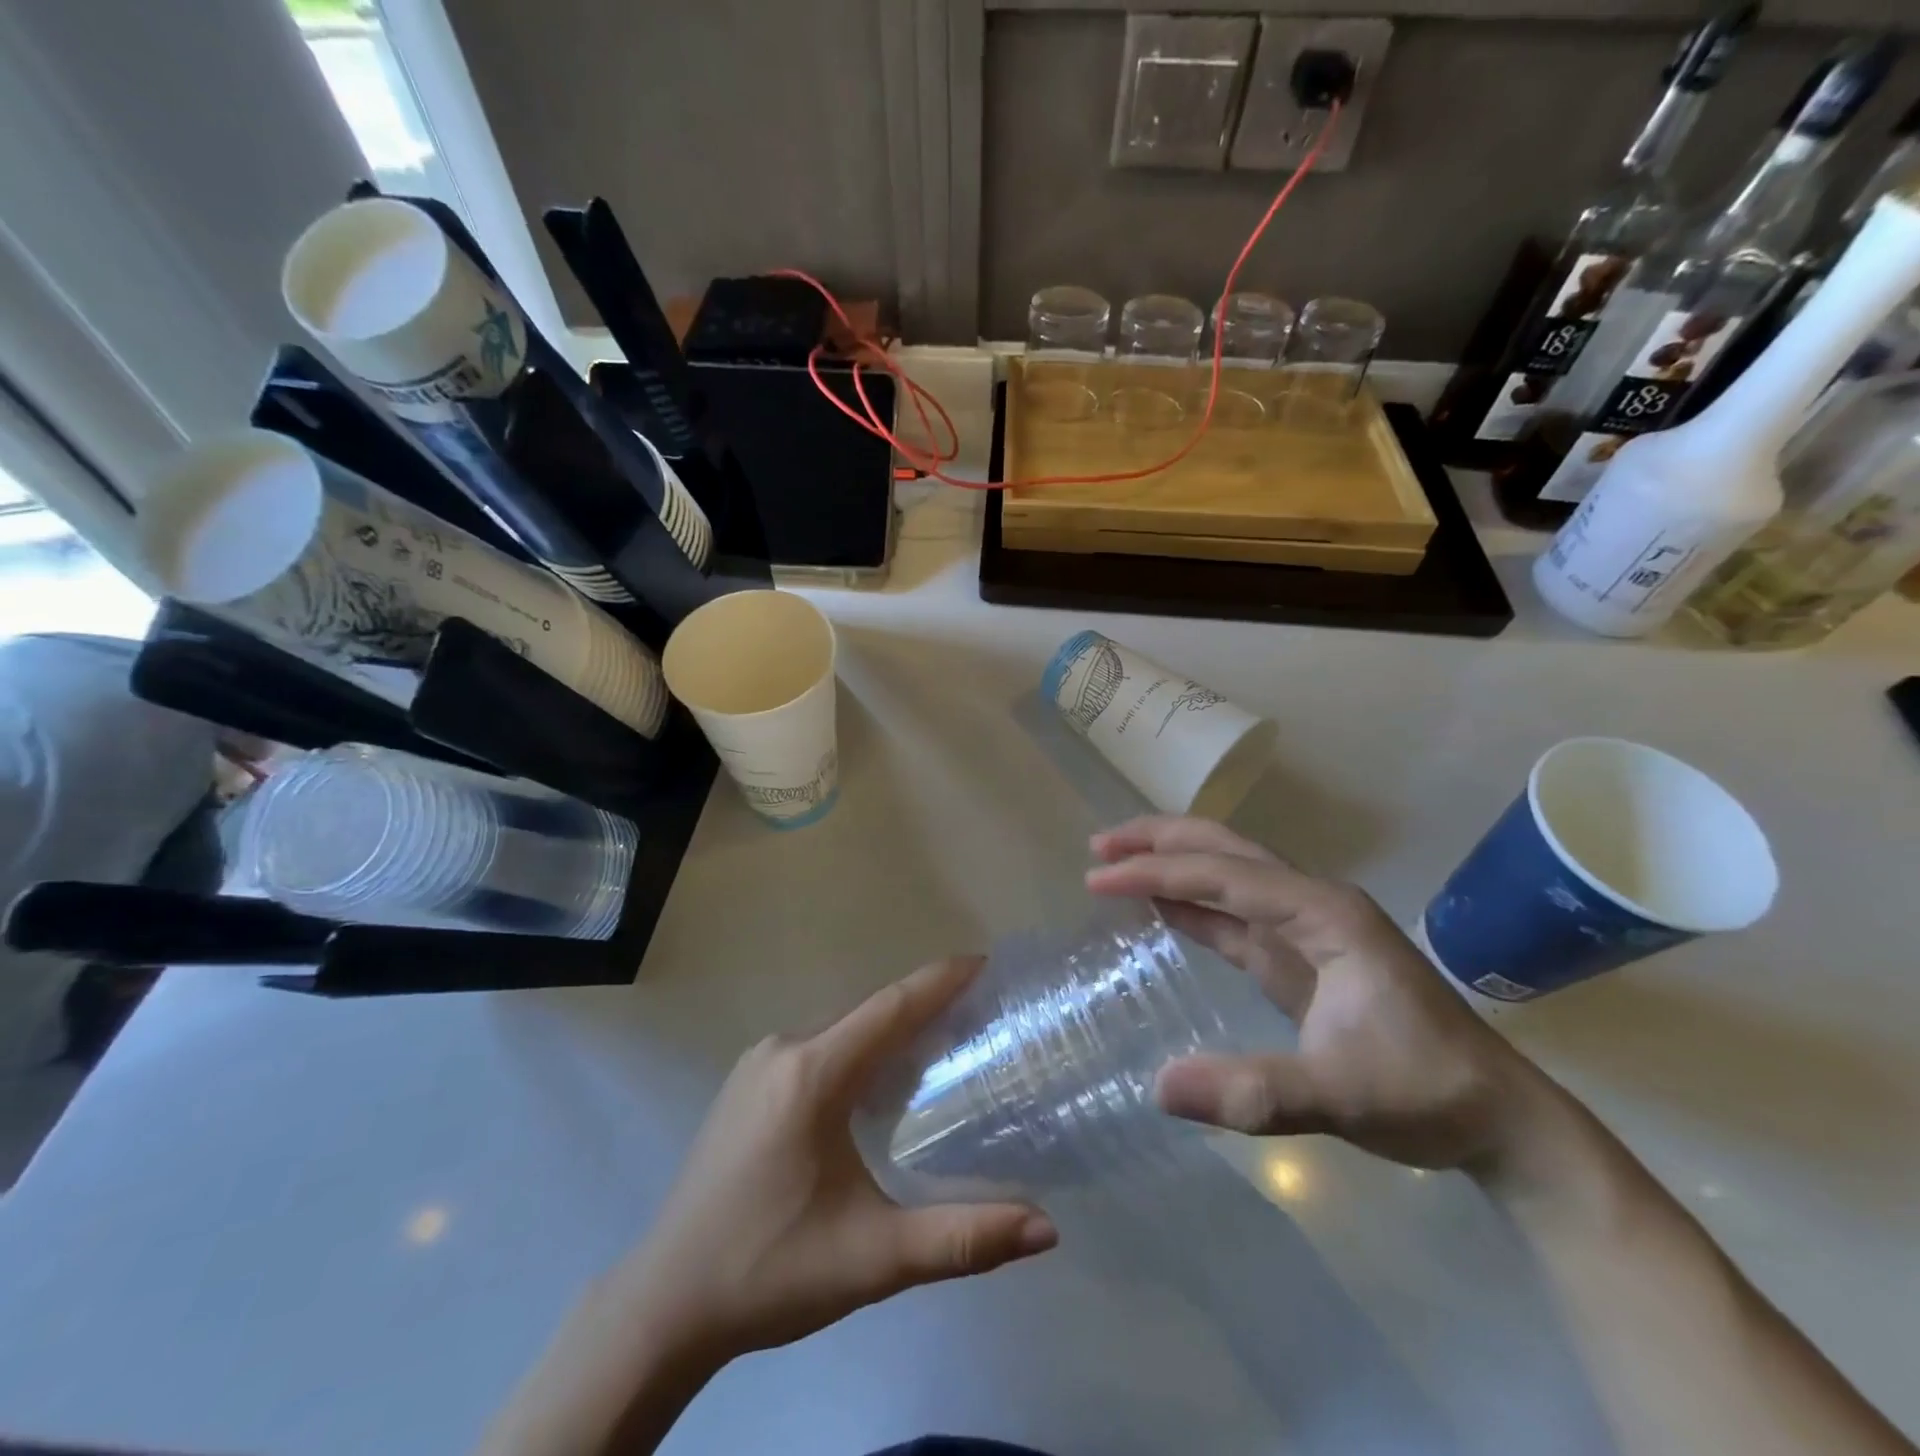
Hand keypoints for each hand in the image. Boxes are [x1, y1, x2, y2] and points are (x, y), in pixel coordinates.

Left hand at [615, 957, 1057, 1366]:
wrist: (664, 1305)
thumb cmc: (769, 1270)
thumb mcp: (873, 1258)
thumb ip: (962, 1240)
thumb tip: (1046, 1228)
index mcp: (811, 1074)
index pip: (889, 1008)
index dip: (939, 981)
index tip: (984, 965)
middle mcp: (782, 1050)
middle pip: (867, 1015)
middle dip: (922, 1009)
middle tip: (978, 1017)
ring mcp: (756, 1065)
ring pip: (840, 1032)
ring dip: (888, 1033)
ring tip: (940, 1048)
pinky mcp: (744, 1086)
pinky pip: (816, 1049)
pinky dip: (856, 1052)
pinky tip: (876, 1086)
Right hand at [1086, 816, 1541, 1172]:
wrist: (1500, 1120)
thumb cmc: (1427, 1093)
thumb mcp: (1342, 1096)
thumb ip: (1256, 1091)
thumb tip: (1160, 1088)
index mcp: (1324, 914)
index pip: (1224, 875)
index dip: (1156, 872)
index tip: (1098, 877)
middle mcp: (1313, 904)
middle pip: (1226, 850)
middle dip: (1160, 841)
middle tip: (1099, 846)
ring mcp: (1307, 928)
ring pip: (1228, 874)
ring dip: (1172, 863)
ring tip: (1116, 861)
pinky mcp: (1300, 956)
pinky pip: (1234, 914)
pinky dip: (1192, 903)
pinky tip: (1161, 906)